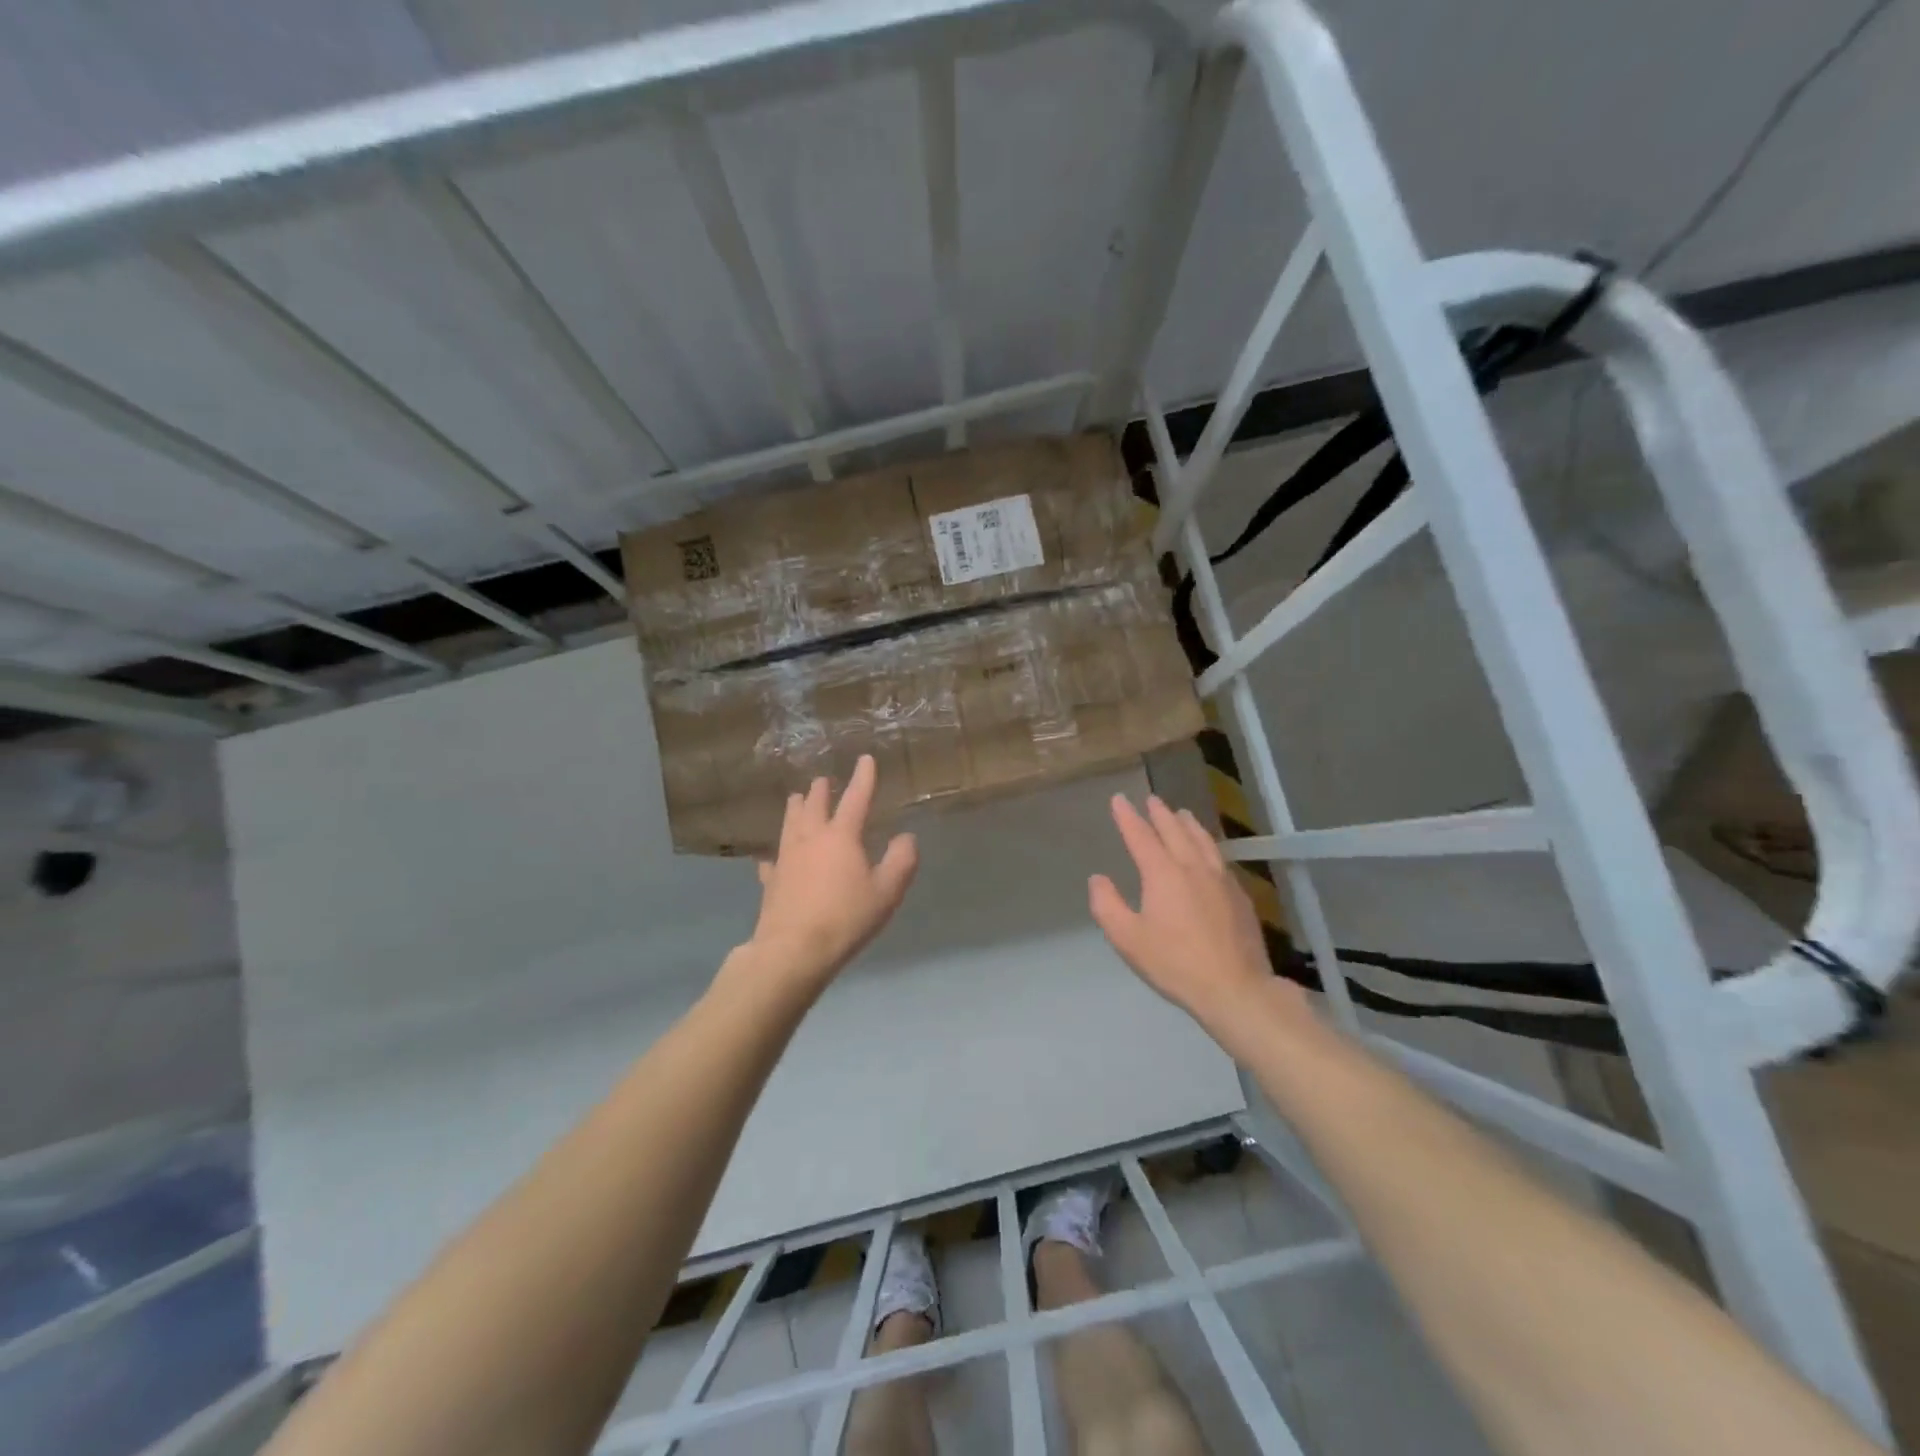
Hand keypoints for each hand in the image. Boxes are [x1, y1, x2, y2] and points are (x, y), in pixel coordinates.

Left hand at [746, 754, 918, 992]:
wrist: (794, 950)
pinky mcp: (771, 881)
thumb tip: (906, 837)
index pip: (855, 798)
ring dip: (796, 809)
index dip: (863, 777)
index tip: (865, 758)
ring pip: (790, 823)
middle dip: (821, 790)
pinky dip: (775, 854)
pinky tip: (771, 857)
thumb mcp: (887, 891)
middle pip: (814, 805)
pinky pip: (772, 860)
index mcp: (841, 836)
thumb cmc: (846, 918)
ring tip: (796, 798)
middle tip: (823, 780)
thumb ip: (901, 860)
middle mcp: (810, 838)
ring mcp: (786, 858)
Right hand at [1089, 794, 1288, 1037]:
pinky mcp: (1239, 896)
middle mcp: (1193, 867)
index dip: (1128, 817)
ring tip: (1182, 814)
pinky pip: (1220, 858)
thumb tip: (1098, 879)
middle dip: (1160, 813)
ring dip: (1189, 824)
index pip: (1141, 836)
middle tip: (1152, 799)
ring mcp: (1221, 880)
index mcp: (1163, 874)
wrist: (1235, 988)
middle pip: (1175, 831)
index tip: (1119, 799)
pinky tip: (1210, 853)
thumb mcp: (1127, 939)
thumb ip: (1107, 905)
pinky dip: (1209, 845)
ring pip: (1203, 841)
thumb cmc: (1175, 963)